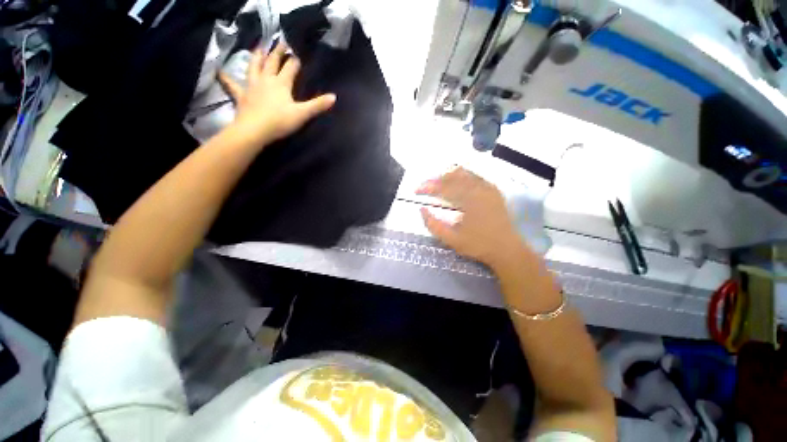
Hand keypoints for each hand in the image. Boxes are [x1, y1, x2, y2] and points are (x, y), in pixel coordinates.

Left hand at [220, 43, 335, 145]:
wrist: (254, 130)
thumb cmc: (280, 121)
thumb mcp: (302, 114)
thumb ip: (317, 105)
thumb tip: (334, 97)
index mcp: (281, 83)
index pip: (290, 68)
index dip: (295, 62)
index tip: (298, 55)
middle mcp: (266, 80)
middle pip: (272, 62)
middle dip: (277, 52)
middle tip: (281, 42)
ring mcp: (252, 86)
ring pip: (254, 67)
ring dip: (257, 57)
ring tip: (259, 48)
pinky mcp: (241, 96)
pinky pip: (231, 84)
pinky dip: (226, 77)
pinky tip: (220, 71)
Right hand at [417, 167, 526, 267]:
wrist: (507, 249)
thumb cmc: (478, 245)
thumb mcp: (452, 239)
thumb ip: (434, 225)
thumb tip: (422, 210)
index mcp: (469, 200)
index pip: (443, 187)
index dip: (427, 187)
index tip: (416, 190)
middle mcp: (479, 188)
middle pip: (453, 176)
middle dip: (435, 179)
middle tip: (424, 186)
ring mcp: (488, 188)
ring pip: (464, 173)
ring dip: (448, 176)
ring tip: (437, 183)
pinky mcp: (493, 191)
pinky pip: (475, 176)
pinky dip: (462, 177)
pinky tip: (456, 183)